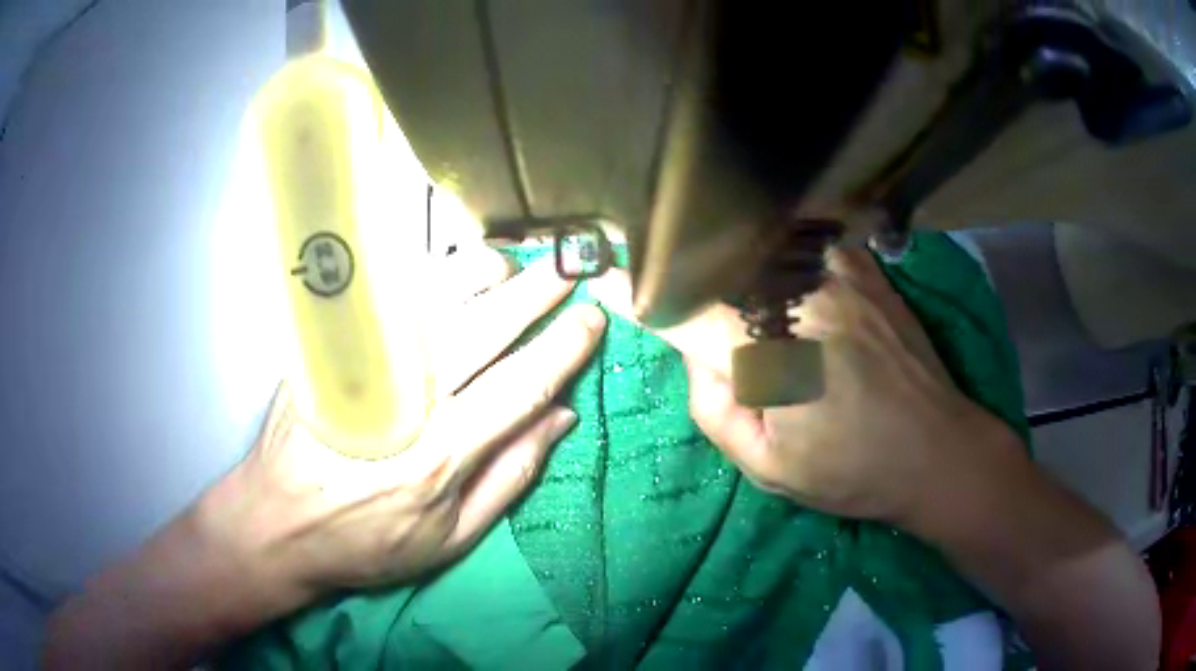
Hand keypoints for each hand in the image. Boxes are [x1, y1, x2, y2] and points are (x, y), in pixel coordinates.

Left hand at [198, 249, 605, 606]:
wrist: (276, 522)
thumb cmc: (367, 542)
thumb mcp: (449, 538)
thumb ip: (509, 477)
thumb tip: (560, 418)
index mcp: (441, 455)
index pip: (521, 384)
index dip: (564, 347)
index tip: (593, 319)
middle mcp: (407, 401)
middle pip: (483, 327)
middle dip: (535, 292)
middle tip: (570, 268)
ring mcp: (364, 368)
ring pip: (434, 299)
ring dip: (483, 272)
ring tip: (515, 261)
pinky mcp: (332, 352)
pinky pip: (387, 298)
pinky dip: (427, 276)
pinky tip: (451, 269)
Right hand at [592, 246, 1014, 524]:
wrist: (936, 449)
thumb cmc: (852, 471)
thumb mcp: (768, 468)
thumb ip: (715, 409)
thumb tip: (696, 353)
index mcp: (770, 354)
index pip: (682, 312)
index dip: (635, 292)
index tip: (598, 272)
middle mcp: (798, 297)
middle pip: (715, 268)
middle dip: (682, 274)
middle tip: (662, 281)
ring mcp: (835, 272)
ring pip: (755, 247)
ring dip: (726, 259)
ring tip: (717, 276)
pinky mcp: (862, 265)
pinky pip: (799, 241)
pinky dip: (772, 248)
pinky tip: (767, 261)